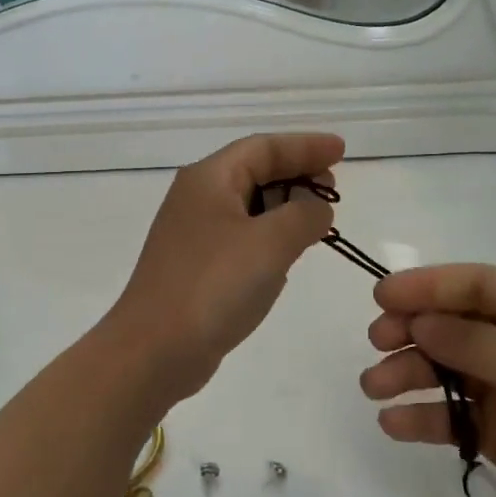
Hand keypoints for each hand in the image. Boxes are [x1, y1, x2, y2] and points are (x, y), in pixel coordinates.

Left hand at [106, 133, 343, 403]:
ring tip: (319, 221)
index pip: (263, 147)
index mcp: (209, 179)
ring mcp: (194, 234)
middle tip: (334, 191)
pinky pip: (241, 236)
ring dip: (284, 208)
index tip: (341, 150)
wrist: (154, 350)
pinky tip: (288, 253)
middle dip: (296, 176)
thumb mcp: (270, 244)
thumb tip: (317, 209)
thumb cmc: (213, 286)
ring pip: (248, 206)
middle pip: (254, 171)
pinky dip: (268, 237)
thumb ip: (304, 216)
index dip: (304, 146)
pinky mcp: (196, 266)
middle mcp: (197, 198)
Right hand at [361, 264, 495, 496]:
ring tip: (374, 388)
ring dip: (409, 374)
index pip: (481, 285)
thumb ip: (470, 341)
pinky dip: (423, 416)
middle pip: (459, 325)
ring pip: (449, 369)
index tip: (382, 297)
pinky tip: (394, 424)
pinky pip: (454, 416)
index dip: (430, 285)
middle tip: (377, 341)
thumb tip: (418, 321)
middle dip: (415, 330)